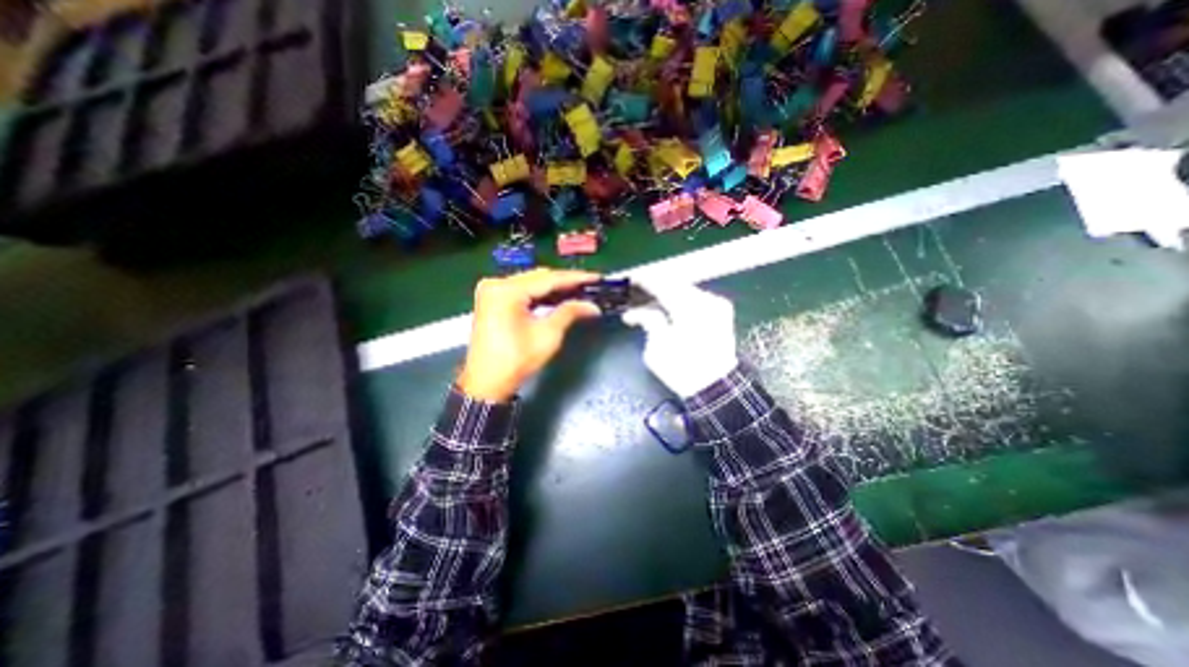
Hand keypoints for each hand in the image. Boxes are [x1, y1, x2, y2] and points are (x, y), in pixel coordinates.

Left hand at [457, 269, 604, 403]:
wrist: (486, 383)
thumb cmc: (516, 360)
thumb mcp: (548, 335)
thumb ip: (569, 313)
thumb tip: (592, 305)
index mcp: (507, 290)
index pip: (548, 278)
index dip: (575, 278)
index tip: (596, 278)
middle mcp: (496, 283)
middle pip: (538, 277)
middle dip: (565, 282)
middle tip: (589, 286)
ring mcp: (491, 291)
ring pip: (530, 283)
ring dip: (553, 288)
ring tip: (578, 291)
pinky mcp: (492, 300)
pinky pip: (521, 291)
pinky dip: (539, 295)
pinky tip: (557, 298)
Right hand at [622, 280, 734, 397]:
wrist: (716, 388)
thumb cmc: (683, 370)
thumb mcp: (657, 348)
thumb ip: (647, 322)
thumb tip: (635, 314)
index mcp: (689, 306)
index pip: (662, 284)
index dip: (644, 281)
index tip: (630, 281)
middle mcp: (706, 299)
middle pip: (675, 284)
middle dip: (655, 288)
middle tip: (637, 294)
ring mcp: (717, 305)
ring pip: (686, 291)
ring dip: (667, 296)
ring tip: (650, 304)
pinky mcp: (721, 314)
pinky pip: (695, 299)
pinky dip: (680, 302)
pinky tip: (668, 309)